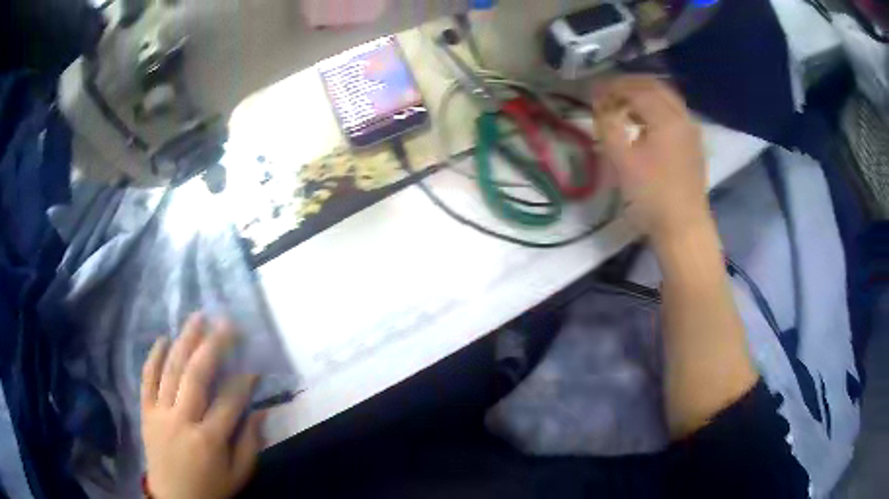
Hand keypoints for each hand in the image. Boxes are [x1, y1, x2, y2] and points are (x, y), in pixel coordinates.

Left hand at [141, 314, 263, 498]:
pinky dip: (153, 357)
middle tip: (226, 323)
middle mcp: (182, 420)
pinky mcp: (146, 412)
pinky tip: (162, 339)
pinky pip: (146, 379)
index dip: (244, 382)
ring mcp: (160, 413)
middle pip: (196, 375)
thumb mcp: (238, 476)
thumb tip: (262, 411)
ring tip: (197, 318)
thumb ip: (250, 444)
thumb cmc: (210, 489)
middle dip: (213, 345)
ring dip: (184, 341)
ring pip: (171, 370)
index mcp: (209, 440)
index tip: (254, 368)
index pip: (229, 401)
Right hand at [593, 76, 709, 245]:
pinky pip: (674, 114)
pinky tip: (644, 123)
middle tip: (608, 92)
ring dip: (643, 95)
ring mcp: (691, 131)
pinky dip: (656, 109)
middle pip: (655, 87)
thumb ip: (607, 125)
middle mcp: (682, 117)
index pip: (636, 89)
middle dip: (629, 85)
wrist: (683, 228)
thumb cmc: (651, 195)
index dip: (612, 87)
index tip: (593, 92)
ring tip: (623, 106)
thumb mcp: (621, 160)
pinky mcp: (694, 145)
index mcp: (666, 118)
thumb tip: (600, 106)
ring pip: (666, 99)